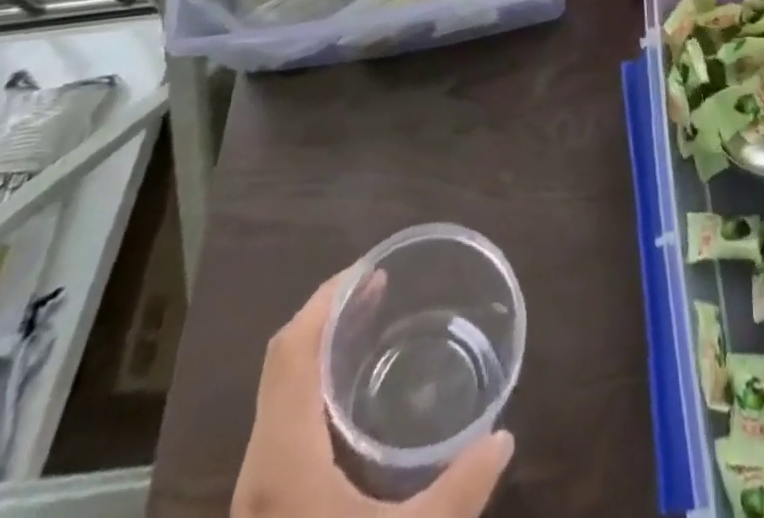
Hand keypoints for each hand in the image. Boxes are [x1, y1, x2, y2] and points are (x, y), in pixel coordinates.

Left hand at [233, 271, 514, 517]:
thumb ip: (459, 494)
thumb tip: (504, 437)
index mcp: (283, 460)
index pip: (291, 352)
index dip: (326, 301)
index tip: (372, 269)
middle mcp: (262, 464)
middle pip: (284, 363)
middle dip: (330, 314)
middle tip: (383, 289)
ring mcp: (259, 490)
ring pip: (281, 392)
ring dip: (322, 349)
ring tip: (372, 325)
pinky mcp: (267, 506)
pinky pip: (286, 419)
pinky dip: (318, 385)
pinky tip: (355, 398)